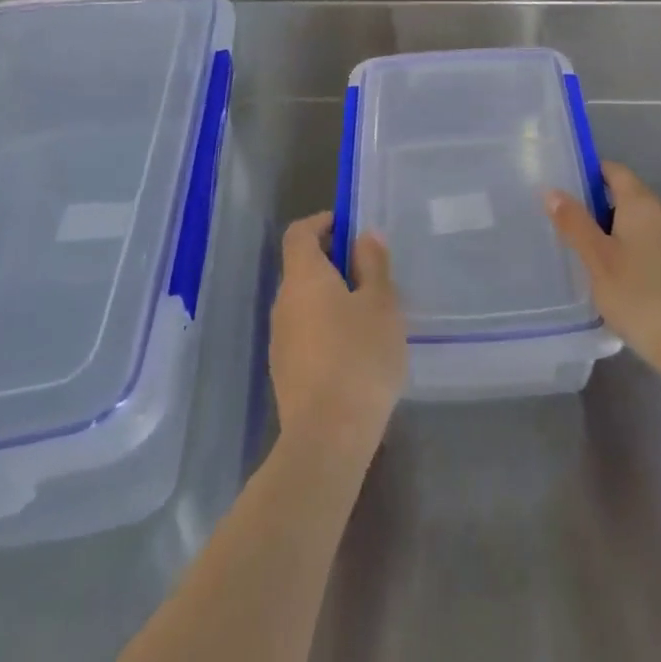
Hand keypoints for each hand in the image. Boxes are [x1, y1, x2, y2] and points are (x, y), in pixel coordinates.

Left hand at [271, 212, 405, 463]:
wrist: (327, 438)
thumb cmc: (360, 357)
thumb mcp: (381, 304)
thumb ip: (373, 265)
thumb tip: (364, 235)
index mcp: (303, 277)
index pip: (299, 233)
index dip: (322, 223)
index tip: (349, 227)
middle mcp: (283, 302)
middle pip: (302, 267)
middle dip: (333, 262)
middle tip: (371, 273)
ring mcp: (279, 340)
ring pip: (304, 302)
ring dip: (331, 297)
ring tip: (369, 313)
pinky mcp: (285, 372)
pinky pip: (305, 332)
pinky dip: (326, 327)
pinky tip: (355, 350)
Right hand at [546, 162, 660, 390]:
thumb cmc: (642, 297)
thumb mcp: (598, 260)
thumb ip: (575, 224)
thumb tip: (553, 190)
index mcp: (642, 203)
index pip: (614, 171)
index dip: (588, 173)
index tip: (562, 191)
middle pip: (626, 196)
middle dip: (596, 207)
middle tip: (564, 227)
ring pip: (638, 224)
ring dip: (612, 233)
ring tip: (584, 256)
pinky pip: (651, 246)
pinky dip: (630, 253)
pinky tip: (615, 280)